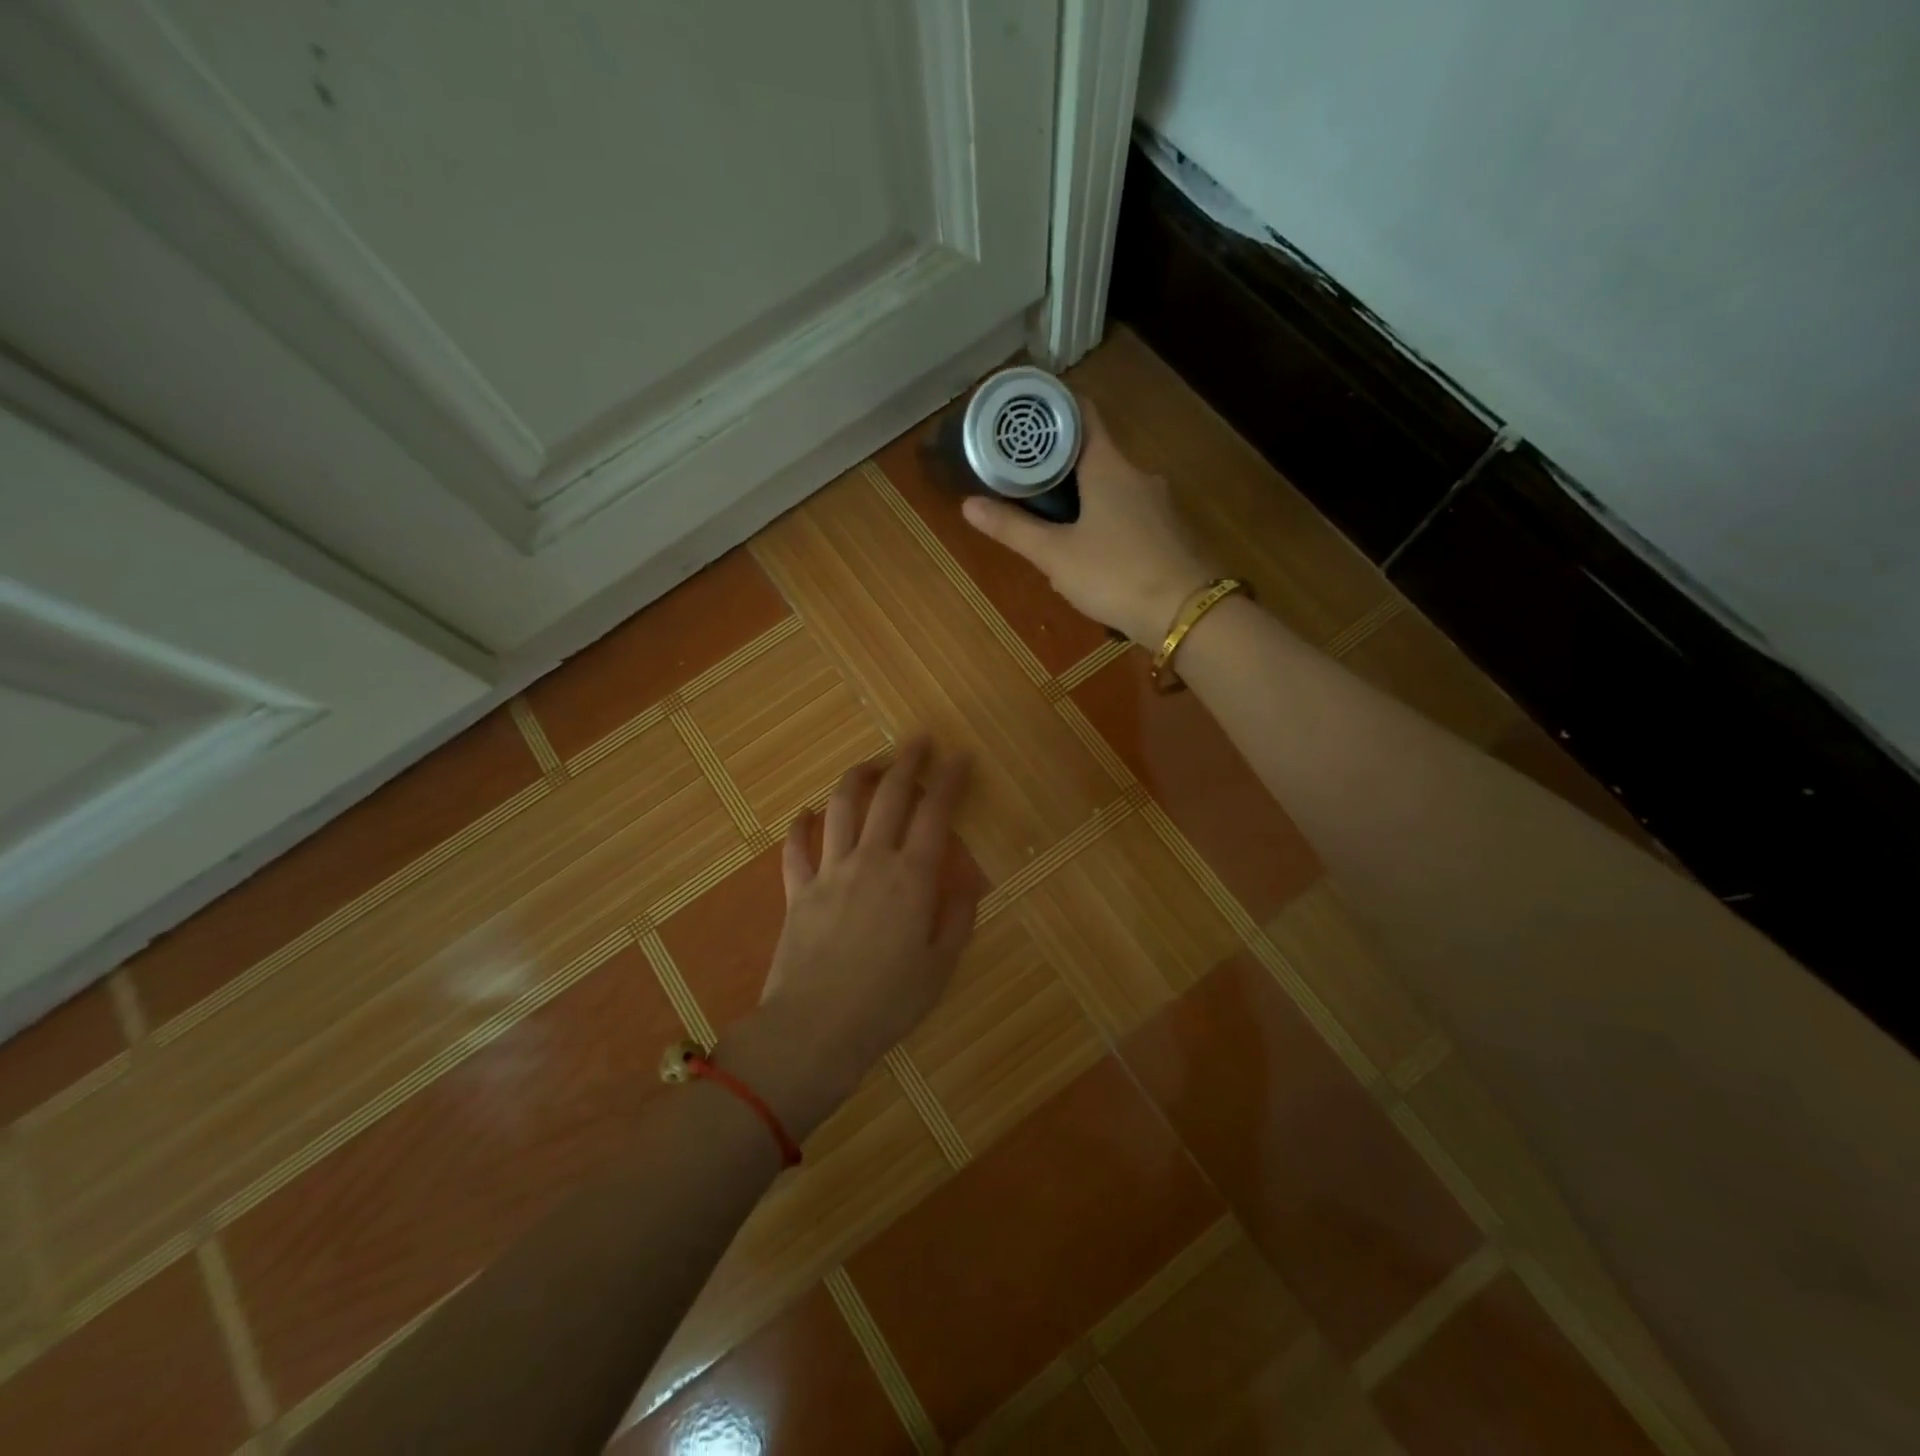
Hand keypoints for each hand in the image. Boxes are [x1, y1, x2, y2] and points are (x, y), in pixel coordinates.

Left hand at [721, 738, 977, 1141]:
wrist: (815, 1028)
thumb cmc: (887, 1004)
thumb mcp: (940, 968)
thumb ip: (957, 920)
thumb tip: (968, 887)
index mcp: (912, 878)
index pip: (936, 814)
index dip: (951, 780)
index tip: (961, 756)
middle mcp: (871, 861)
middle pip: (889, 796)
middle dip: (907, 762)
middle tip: (919, 740)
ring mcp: (830, 871)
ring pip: (841, 808)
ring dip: (857, 778)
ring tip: (870, 764)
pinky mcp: (797, 890)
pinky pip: (796, 848)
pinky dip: (801, 826)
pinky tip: (806, 813)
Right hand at [961, 399, 1220, 645]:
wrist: (1186, 614)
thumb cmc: (1115, 575)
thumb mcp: (1055, 555)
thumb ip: (1013, 529)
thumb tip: (968, 504)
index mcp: (1109, 467)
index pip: (1083, 415)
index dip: (1054, 410)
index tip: (1027, 419)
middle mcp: (1139, 475)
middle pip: (1096, 455)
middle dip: (1061, 468)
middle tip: (1027, 484)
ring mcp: (1160, 504)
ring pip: (1114, 490)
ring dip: (1086, 501)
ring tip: (1055, 527)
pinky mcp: (1171, 533)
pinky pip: (1132, 516)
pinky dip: (1109, 524)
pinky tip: (1094, 555)